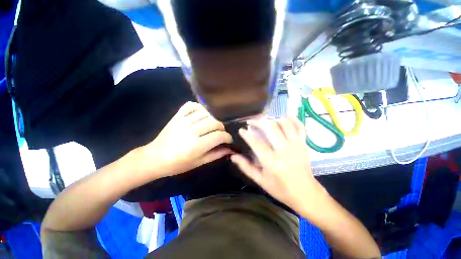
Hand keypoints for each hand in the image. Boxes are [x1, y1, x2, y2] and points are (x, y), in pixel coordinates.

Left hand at [138, 102, 232, 177]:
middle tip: (220, 133)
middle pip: (214, 122)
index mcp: (196, 145)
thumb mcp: (199, 163)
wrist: (154, 158)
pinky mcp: (177, 116)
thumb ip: (216, 155)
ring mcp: (183, 121)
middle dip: (222, 128)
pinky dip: (199, 107)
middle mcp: (191, 131)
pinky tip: (202, 114)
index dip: (227, 137)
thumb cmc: (178, 164)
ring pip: (206, 113)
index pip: (219, 136)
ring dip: (213, 119)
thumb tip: (230, 149)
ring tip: (213, 125)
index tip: (228, 140)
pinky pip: (191, 106)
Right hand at [230, 117, 325, 211]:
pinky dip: (292, 119)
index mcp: (271, 162)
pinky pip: (299, 126)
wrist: (305, 193)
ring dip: (273, 119)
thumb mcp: (260, 180)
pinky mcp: (304, 144)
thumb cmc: (280, 188)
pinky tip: (284, 117)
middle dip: (258, 122)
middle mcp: (284, 151)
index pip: (256, 142)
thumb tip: (233, 156)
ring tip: (265, 120)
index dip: (247, 134)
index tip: (241, 130)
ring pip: (284, 124)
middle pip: (270, 128)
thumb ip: (246, 167)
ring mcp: (296, 146)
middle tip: (251, 122)